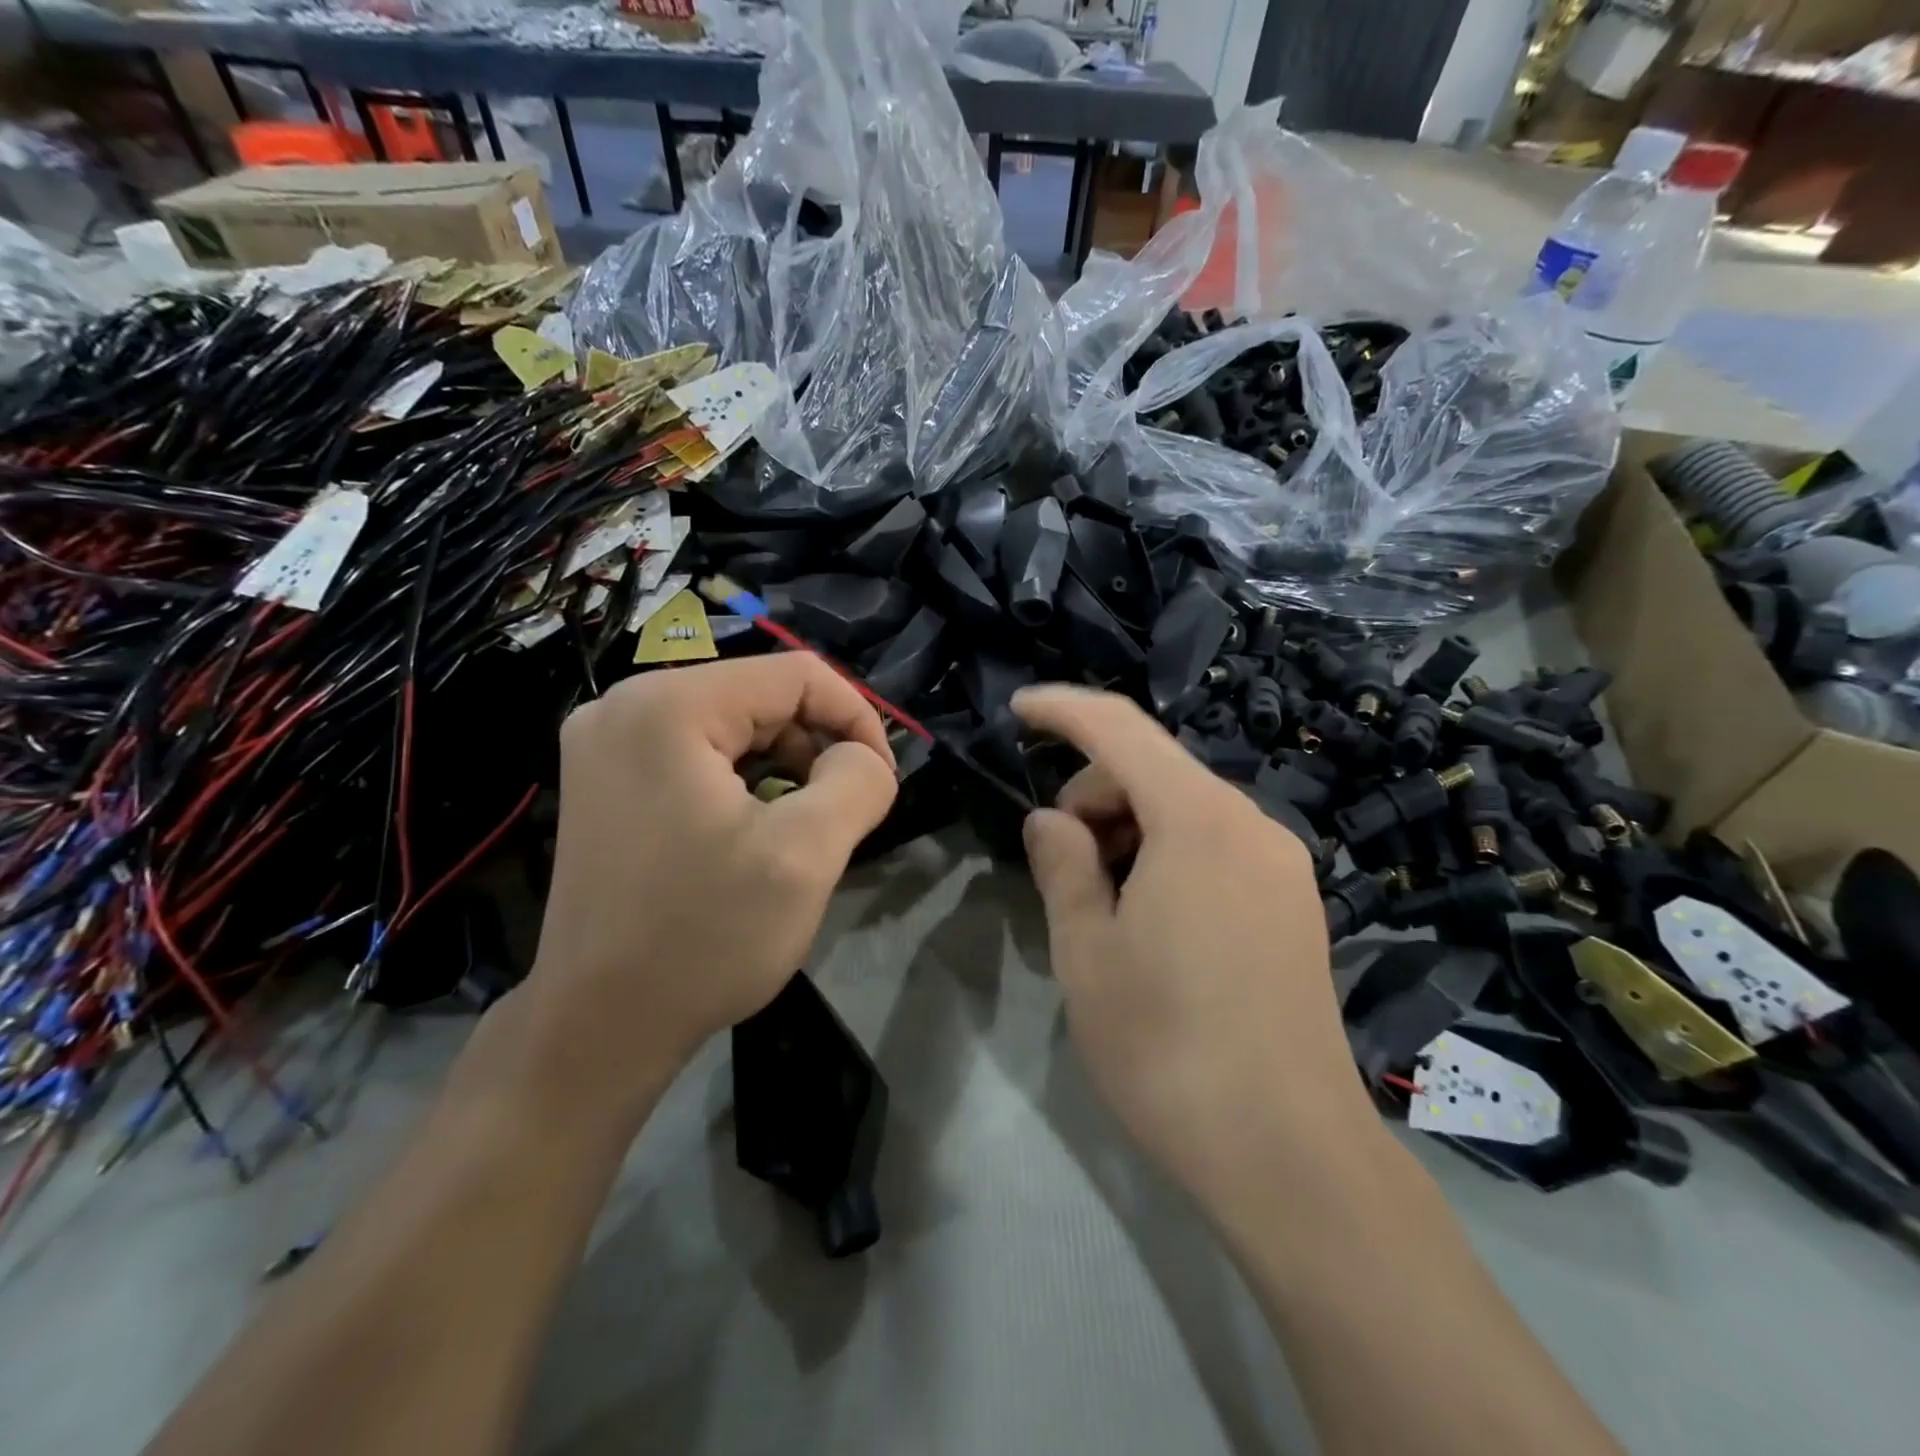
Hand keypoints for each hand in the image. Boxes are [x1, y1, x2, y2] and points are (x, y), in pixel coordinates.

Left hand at [520, 655, 897, 1123]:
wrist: (598, 1027)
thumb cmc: (703, 937)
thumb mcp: (806, 854)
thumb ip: (859, 782)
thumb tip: (864, 757)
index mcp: (668, 706)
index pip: (797, 675)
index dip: (857, 718)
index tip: (882, 780)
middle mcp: (625, 705)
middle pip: (761, 697)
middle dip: (817, 748)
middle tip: (841, 815)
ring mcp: (607, 743)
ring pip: (734, 726)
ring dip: (784, 769)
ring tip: (798, 831)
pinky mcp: (605, 780)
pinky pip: (699, 754)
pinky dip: (744, 783)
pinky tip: (752, 834)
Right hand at [1012, 685, 1378, 1210]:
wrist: (1289, 1154)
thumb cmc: (1167, 1046)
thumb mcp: (1087, 952)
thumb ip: (1062, 866)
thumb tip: (1050, 821)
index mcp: (1199, 821)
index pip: (1120, 730)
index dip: (1063, 710)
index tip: (1017, 709)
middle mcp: (1251, 825)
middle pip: (1153, 771)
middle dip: (1093, 797)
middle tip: (1063, 871)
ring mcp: (1282, 865)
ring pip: (1184, 810)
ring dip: (1129, 832)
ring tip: (1104, 908)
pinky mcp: (1294, 904)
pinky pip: (1215, 846)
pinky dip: (1167, 855)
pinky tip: (1151, 922)